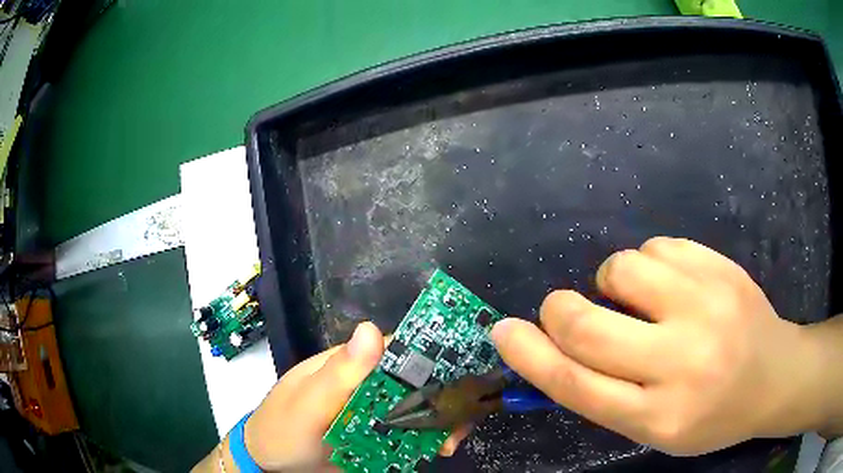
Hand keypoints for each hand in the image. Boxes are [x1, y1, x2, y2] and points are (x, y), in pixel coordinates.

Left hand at [195, 322, 468, 471]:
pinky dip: (429, 440)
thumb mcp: (308, 402)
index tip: (458, 373)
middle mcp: (367, 386)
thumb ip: (338, 373)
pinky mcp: (378, 438)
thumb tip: (371, 328)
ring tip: (452, 439)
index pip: (396, 349)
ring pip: (419, 410)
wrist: (273, 465)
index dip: (431, 356)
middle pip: (416, 382)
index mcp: (350, 366)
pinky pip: (411, 435)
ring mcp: (374, 414)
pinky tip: (439, 449)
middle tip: (463, 415)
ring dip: (442, 421)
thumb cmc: (283, 429)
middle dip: (444, 395)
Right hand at [491, 237, 824, 454]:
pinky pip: (658, 246)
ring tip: (638, 301)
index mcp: (660, 416)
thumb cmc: (712, 415)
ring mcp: (707, 305)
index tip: (502, 331)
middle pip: (589, 326)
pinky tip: (671, 284)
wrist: (774, 376)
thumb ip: (606, 396)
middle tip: (561, 309)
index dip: (530, 356)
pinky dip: (648, 263)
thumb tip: (552, 352)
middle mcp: (683, 361)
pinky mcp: (721, 267)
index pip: (577, 385)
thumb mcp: (656, 429)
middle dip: (558, 311)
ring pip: (622, 269)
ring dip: (612, 283)